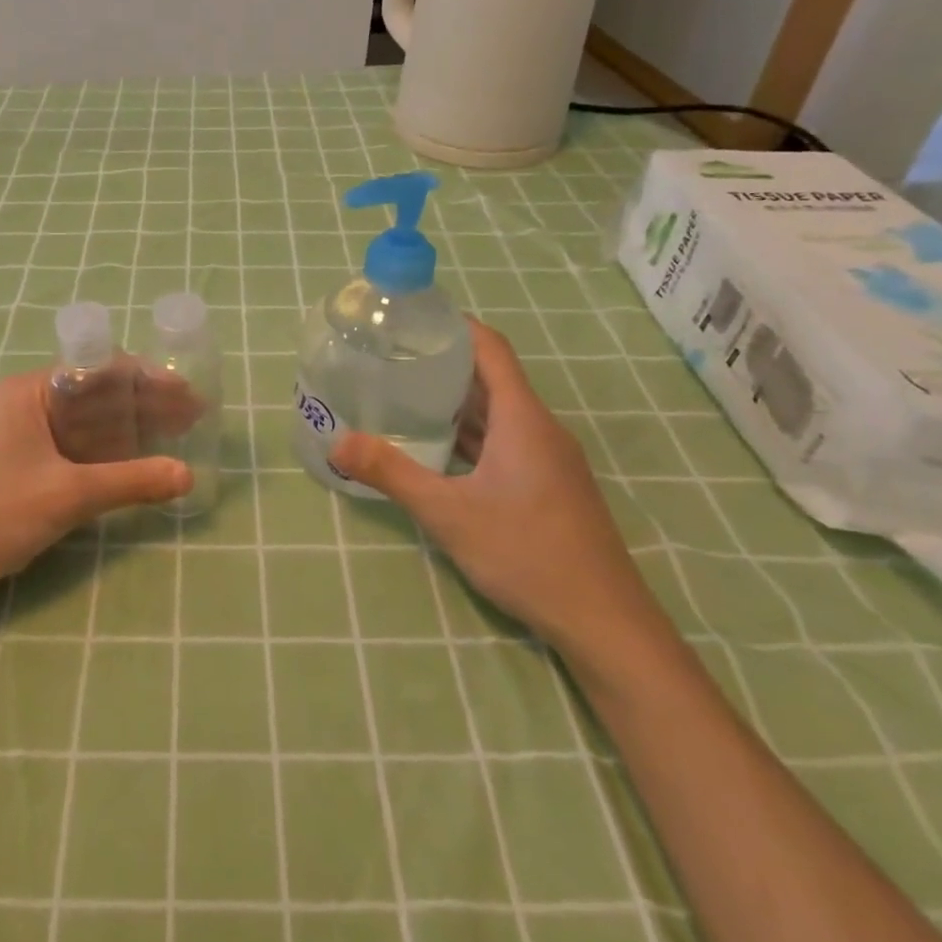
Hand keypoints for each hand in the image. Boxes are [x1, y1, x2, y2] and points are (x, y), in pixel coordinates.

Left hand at [0, 369, 192, 616]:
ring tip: (179, 437)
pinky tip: (142, 464)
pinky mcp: (28, 468)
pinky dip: (111, 455)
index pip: (101, 368)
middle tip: (193, 417)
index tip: (188, 393)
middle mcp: (30, 404)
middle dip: (146, 405)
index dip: (148, 379)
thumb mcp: (68, 495)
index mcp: (32, 391)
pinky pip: (79, 450)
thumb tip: (188, 475)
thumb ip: (131, 482)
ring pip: (91, 424)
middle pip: (99, 395)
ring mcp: (27, 437)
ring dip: (132, 430)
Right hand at [329, 320, 665, 658]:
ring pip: (498, 415)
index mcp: (523, 419)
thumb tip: (337, 443)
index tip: (413, 320)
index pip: (491, 349)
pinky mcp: (549, 485)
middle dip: (444, 364)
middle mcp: (539, 429)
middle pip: (492, 379)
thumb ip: (392, 473)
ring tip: (405, 398)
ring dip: (456, 403)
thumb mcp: (448, 513)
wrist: (604, 622)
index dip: (455, 326)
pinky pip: (505, 442)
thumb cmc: (527, 554)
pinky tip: (438, 451)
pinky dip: (471, 436)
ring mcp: (548, 459)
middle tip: (392, 359)